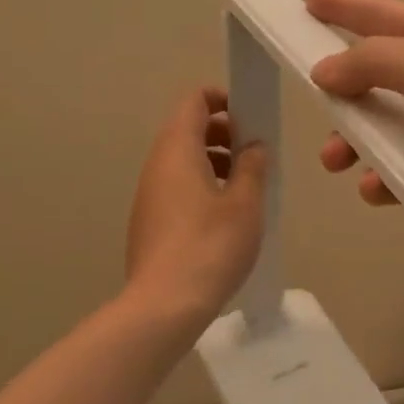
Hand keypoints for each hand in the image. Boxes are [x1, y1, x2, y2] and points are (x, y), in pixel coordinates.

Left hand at [124, 87, 268, 326]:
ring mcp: (148, 195)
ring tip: (246, 186)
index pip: (194, 101)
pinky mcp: (148, 222)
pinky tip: (225, 217)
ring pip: (182, 160)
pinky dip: (201, 185)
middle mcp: (156, 165)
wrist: (164, 305)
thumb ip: (252, 167)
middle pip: (187, 129)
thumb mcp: (245, 203)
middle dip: (223, 132)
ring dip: (214, 161)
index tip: (251, 118)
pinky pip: (176, 187)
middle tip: (254, 153)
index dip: (223, 99)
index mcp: (177, 150)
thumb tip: (253, 145)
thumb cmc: (210, 246)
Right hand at [306, 0, 403, 233]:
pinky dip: (384, 176)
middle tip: (314, 106)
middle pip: (378, 77)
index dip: (348, 8)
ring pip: (385, 128)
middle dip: (343, 93)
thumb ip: (373, 62)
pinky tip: (375, 189)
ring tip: (336, 163)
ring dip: (354, 142)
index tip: (309, 2)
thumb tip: (322, 70)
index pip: (387, 16)